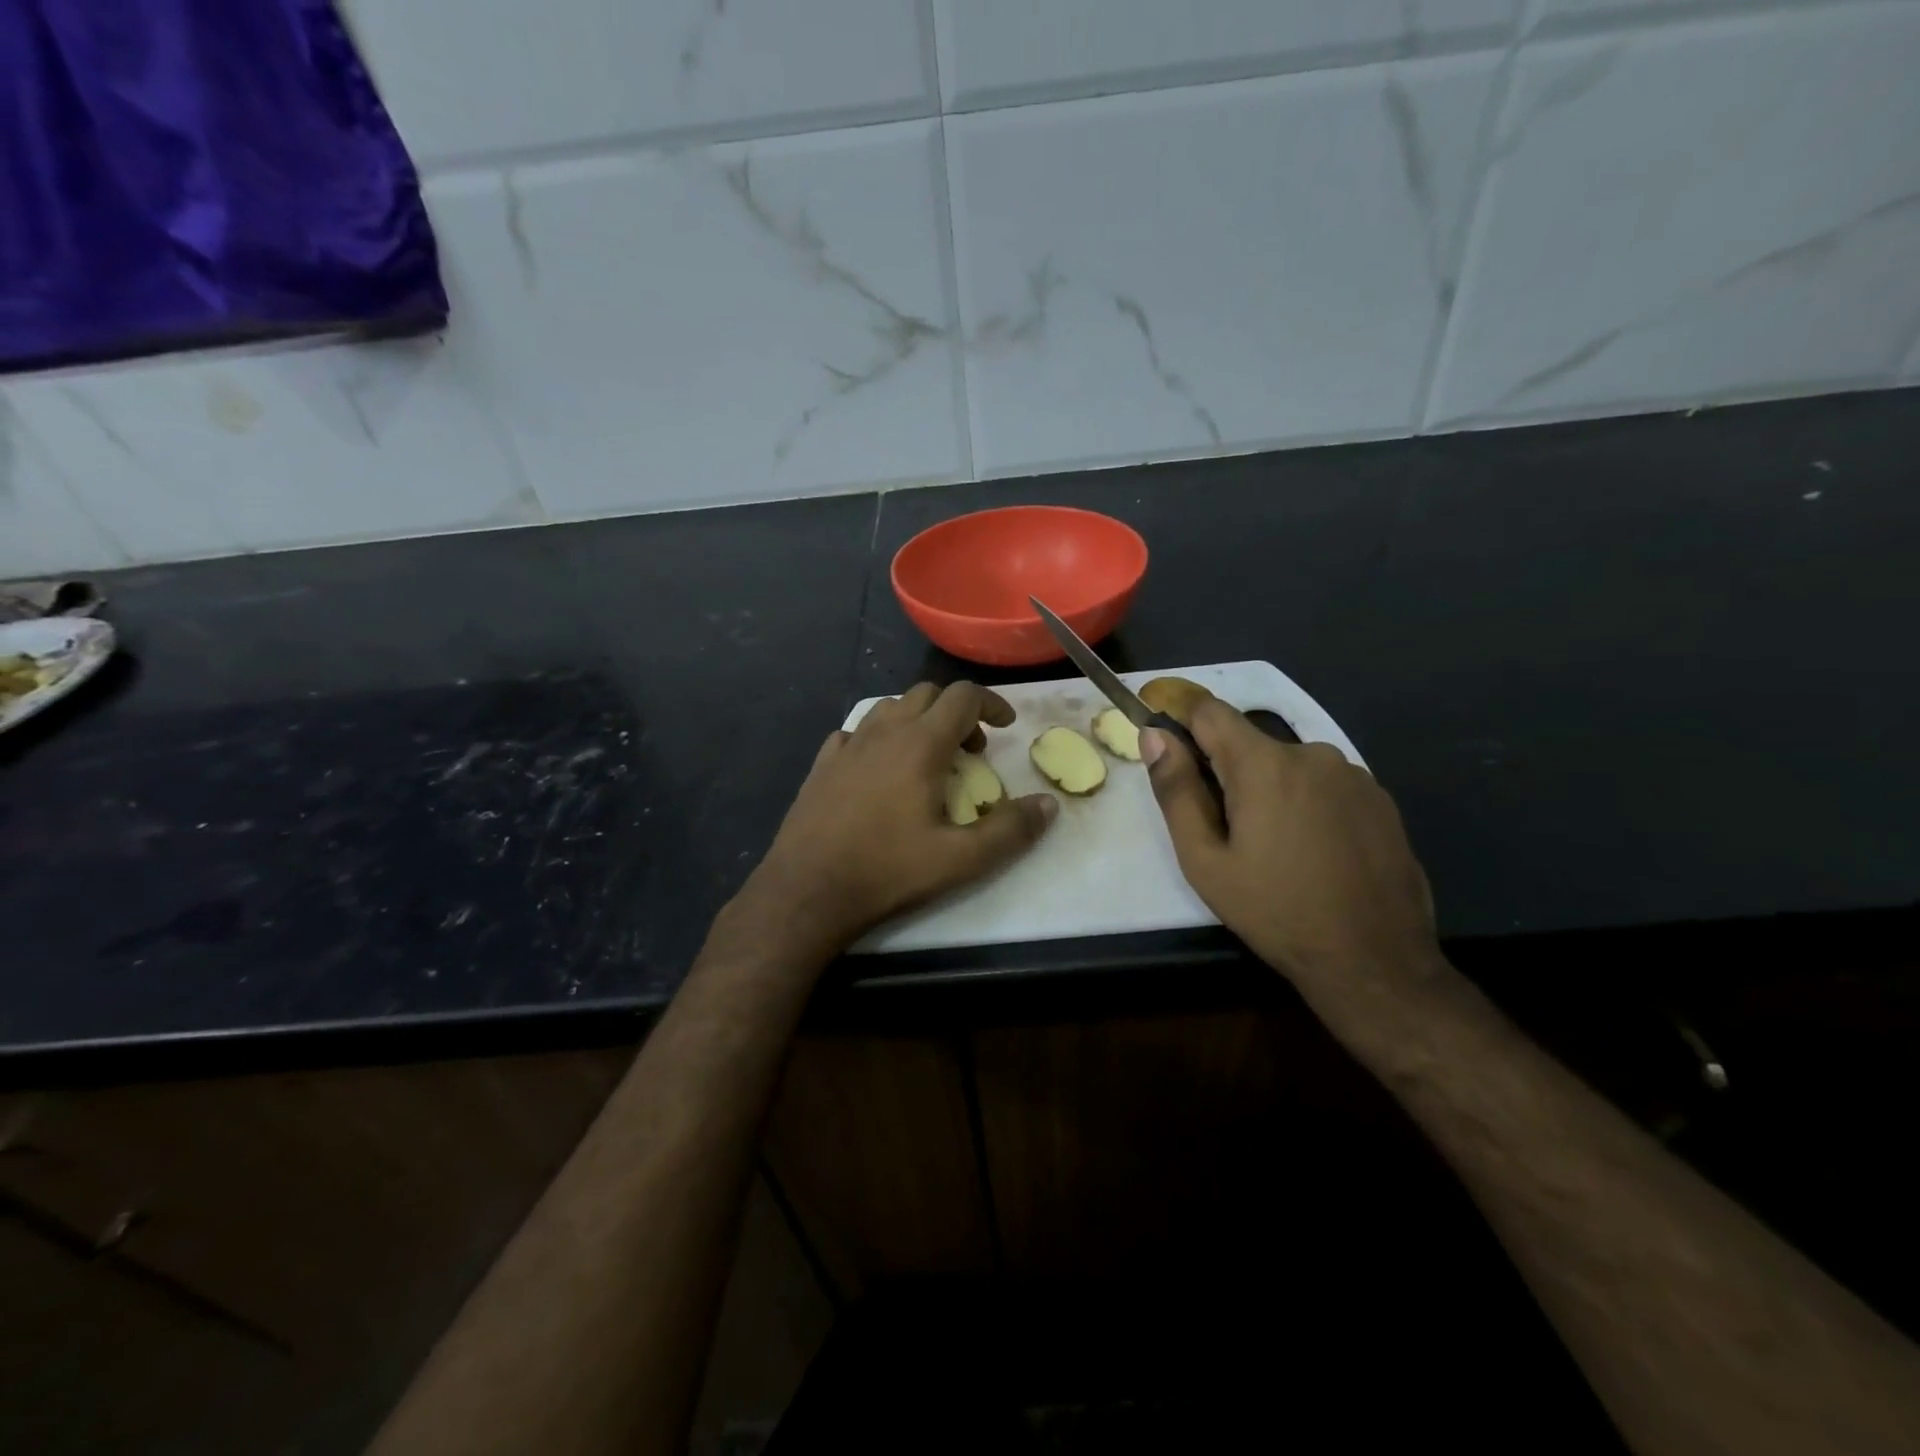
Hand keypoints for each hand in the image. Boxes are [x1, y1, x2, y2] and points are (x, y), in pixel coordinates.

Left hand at [739, 682, 1056, 957]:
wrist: (808, 890)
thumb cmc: (888, 870)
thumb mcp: (961, 859)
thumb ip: (1010, 830)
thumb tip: (1048, 805)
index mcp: (920, 744)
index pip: (963, 696)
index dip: (992, 704)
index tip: (1006, 726)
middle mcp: (883, 732)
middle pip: (927, 694)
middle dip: (957, 712)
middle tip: (971, 751)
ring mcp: (847, 745)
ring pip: (890, 707)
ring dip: (918, 720)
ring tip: (928, 758)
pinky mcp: (822, 764)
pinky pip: (856, 732)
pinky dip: (879, 738)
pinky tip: (880, 770)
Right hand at [1142, 700, 1442, 1010]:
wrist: (1374, 960)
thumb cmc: (1275, 911)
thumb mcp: (1205, 860)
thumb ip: (1176, 790)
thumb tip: (1154, 735)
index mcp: (1264, 764)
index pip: (1210, 711)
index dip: (1183, 724)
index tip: (1174, 756)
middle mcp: (1312, 753)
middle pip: (1249, 742)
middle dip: (1228, 772)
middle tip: (1227, 831)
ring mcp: (1353, 774)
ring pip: (1288, 765)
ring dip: (1270, 789)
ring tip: (1275, 848)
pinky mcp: (1380, 798)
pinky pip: (1324, 784)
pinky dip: (1307, 803)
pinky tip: (1314, 851)